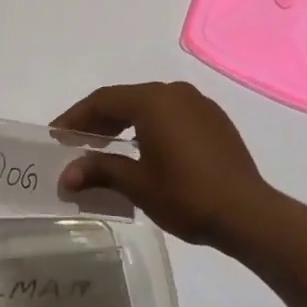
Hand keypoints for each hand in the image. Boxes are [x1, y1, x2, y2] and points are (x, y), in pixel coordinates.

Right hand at [52, 81, 274, 248]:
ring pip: (149, 105)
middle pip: (125, 100)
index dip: (76, 117)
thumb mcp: (138, 185)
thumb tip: (65, 176)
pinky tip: (144, 148)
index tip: (56, 135)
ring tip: (105, 146)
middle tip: (75, 141)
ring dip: (124, 122)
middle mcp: (173, 92)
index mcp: (152, 100)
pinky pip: (171, 114)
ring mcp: (197, 103)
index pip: (103, 101)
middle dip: (98, 119)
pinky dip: (150, 126)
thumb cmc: (187, 196)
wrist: (250, 214)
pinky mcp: (214, 119)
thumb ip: (99, 171)